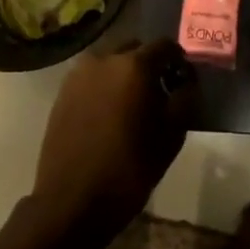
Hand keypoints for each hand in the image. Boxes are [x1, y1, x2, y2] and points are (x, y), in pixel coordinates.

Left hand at [30, 38, 193, 248]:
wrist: (71, 202)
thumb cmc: (129, 169)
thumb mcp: (173, 136)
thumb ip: (186, 98)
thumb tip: (187, 80)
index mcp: (135, 65)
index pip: (165, 46)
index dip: (178, 61)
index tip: (183, 81)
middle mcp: (104, 59)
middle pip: (136, 50)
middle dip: (149, 65)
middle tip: (159, 93)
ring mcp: (79, 75)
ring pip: (111, 64)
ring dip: (124, 76)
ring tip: (131, 106)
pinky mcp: (62, 92)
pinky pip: (92, 79)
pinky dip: (104, 88)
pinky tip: (109, 115)